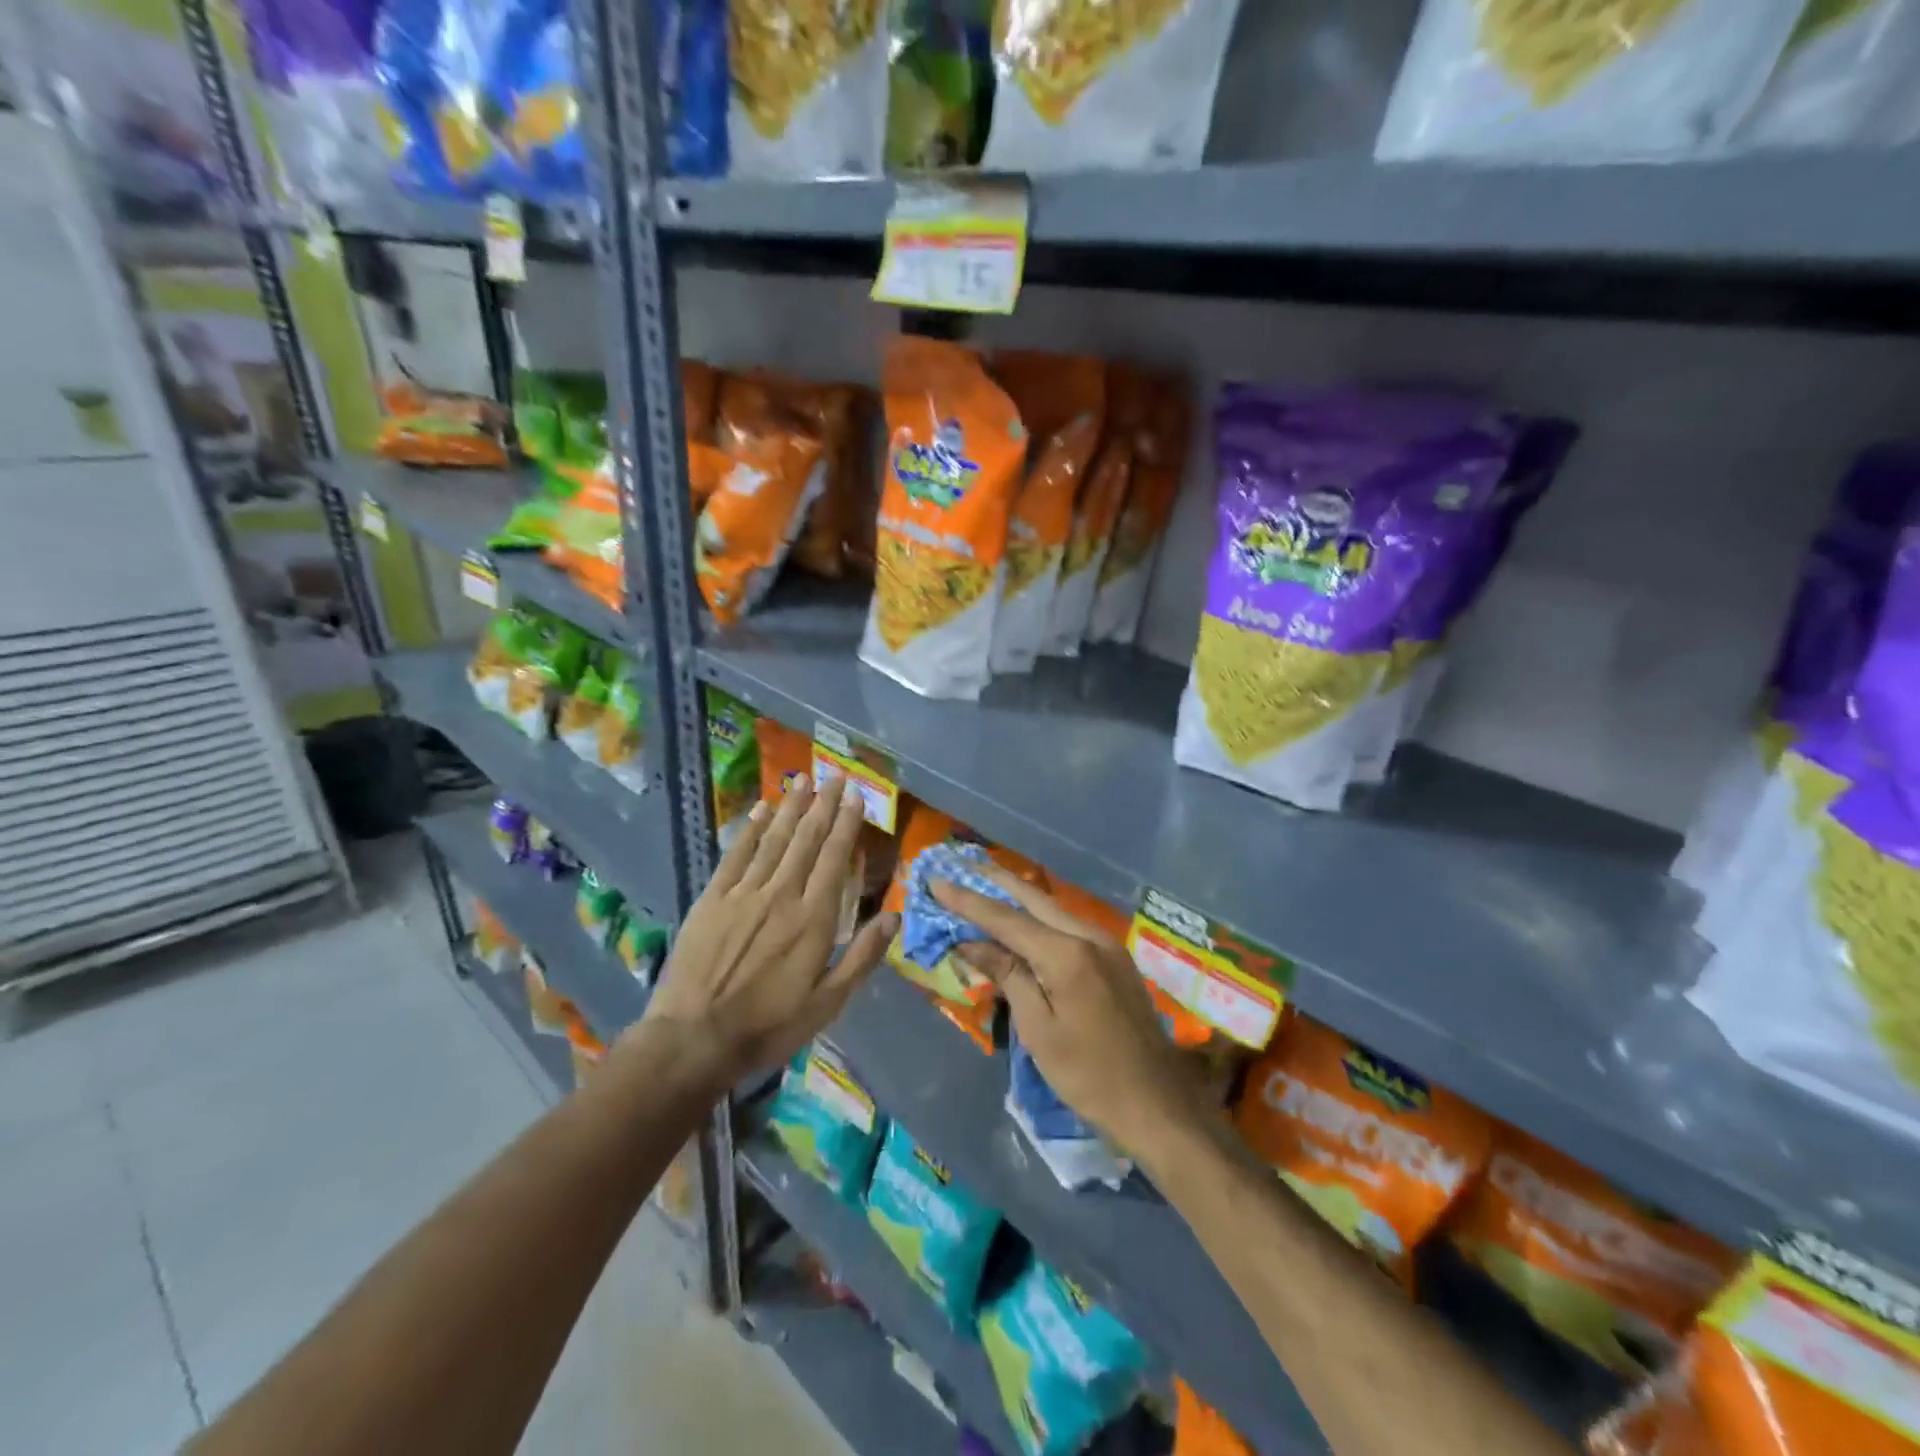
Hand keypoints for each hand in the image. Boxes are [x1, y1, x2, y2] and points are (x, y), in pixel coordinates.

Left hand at [636, 775, 895, 1089]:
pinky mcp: (712, 899)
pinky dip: (750, 830)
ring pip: (773, 840)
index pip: (834, 859)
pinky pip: (735, 855)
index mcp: (813, 919)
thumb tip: (895, 916)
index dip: (846, 824)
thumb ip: (862, 957)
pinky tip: (760, 810)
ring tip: (803, 780)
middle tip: (835, 776)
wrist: (694, 1038)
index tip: (856, 796)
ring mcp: (743, 893)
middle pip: (806, 840)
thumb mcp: (827, 1004)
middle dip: (823, 805)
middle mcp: (781, 895)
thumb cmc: (768, 1026)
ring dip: (790, 807)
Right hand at [932, 870, 1206, 1155]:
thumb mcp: (1039, 1030)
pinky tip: (1023, 918)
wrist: (1157, 1104)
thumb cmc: (1089, 1076)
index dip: (967, 900)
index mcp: (1068, 954)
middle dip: (994, 881)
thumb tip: (971, 942)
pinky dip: (1039, 917)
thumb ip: (1008, 976)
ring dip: (1017, 896)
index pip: (1006, 919)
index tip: (936, 880)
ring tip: (984, 882)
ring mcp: (1107, 944)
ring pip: (1053, 908)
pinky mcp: (1115, 958)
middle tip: (960, 864)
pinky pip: (1068, 925)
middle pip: (1033, 898)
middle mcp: (1089, 936)